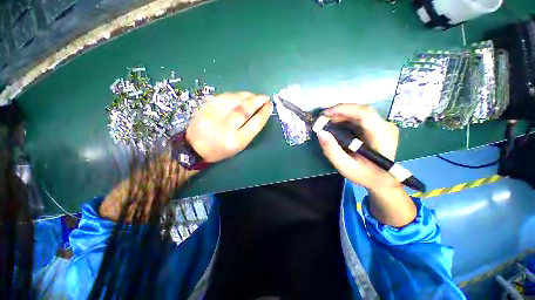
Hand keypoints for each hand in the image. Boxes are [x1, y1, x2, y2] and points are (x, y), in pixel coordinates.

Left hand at [186, 92, 272, 162]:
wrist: (194, 147)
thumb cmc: (221, 149)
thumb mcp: (239, 145)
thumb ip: (250, 130)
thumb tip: (260, 113)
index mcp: (236, 141)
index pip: (255, 123)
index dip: (264, 112)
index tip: (270, 105)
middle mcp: (226, 127)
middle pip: (245, 109)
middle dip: (258, 100)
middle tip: (265, 97)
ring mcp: (214, 115)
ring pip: (235, 100)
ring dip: (248, 95)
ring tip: (255, 96)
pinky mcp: (206, 107)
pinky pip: (225, 96)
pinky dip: (237, 95)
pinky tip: (242, 96)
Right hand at [316, 104, 399, 191]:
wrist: (381, 179)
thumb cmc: (364, 174)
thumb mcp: (345, 166)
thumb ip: (331, 150)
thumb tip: (320, 133)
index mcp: (382, 136)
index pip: (364, 114)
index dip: (343, 110)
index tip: (325, 114)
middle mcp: (386, 126)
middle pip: (361, 110)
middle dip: (339, 112)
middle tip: (323, 119)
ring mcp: (383, 125)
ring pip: (360, 112)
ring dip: (341, 115)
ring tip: (327, 121)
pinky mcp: (378, 126)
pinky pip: (360, 117)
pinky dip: (346, 118)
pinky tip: (336, 124)